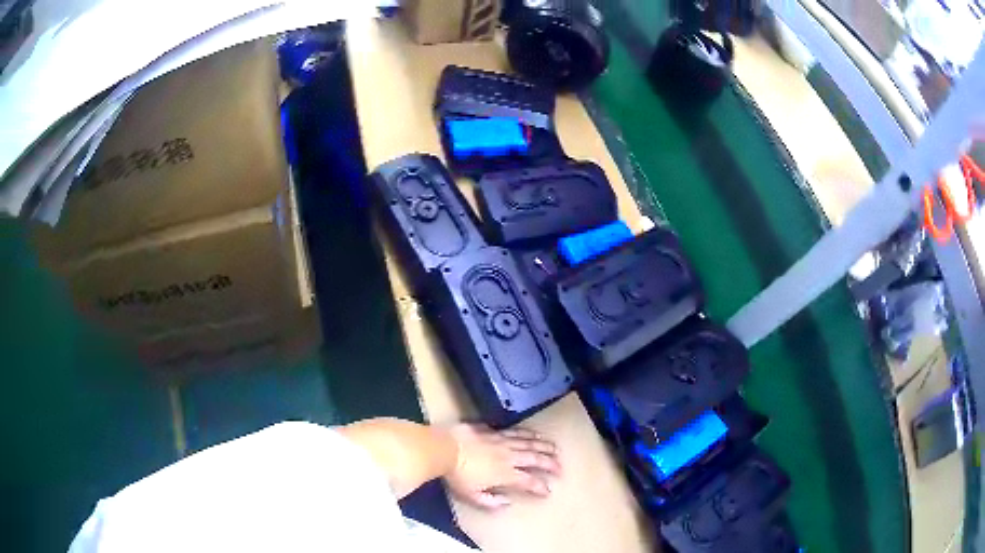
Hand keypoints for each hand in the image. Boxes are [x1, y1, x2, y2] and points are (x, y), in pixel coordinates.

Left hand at [445, 424, 560, 509]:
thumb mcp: (471, 496)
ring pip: (529, 442)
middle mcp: (509, 456)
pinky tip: (534, 434)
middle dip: (550, 463)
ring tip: (554, 448)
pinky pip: (516, 432)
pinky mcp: (494, 431)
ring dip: (544, 446)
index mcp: (506, 474)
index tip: (548, 491)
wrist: (444, 448)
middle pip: (535, 458)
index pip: (529, 481)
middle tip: (560, 467)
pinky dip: (528, 433)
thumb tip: (508, 503)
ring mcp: (502, 441)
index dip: (541, 487)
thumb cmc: (457, 475)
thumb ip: (491, 502)